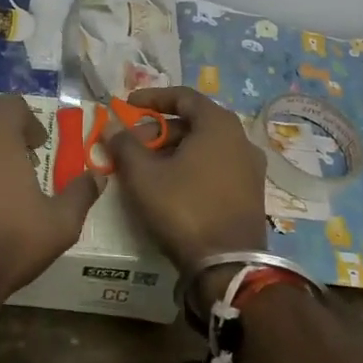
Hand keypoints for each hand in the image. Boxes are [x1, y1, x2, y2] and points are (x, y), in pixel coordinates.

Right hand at [105, 86, 267, 276]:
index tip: (127, 105)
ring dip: (172, 150)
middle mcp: (240, 138)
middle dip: (158, 130)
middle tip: (130, 144)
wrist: (228, 266)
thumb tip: (112, 126)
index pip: (183, 96)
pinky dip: (190, 166)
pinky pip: (215, 166)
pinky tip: (170, 185)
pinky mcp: (250, 192)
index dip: (152, 98)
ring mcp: (249, 167)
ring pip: (204, 146)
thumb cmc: (184, 208)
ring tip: (145, 167)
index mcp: (219, 124)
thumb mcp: (144, 176)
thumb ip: (125, 145)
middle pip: (193, 122)